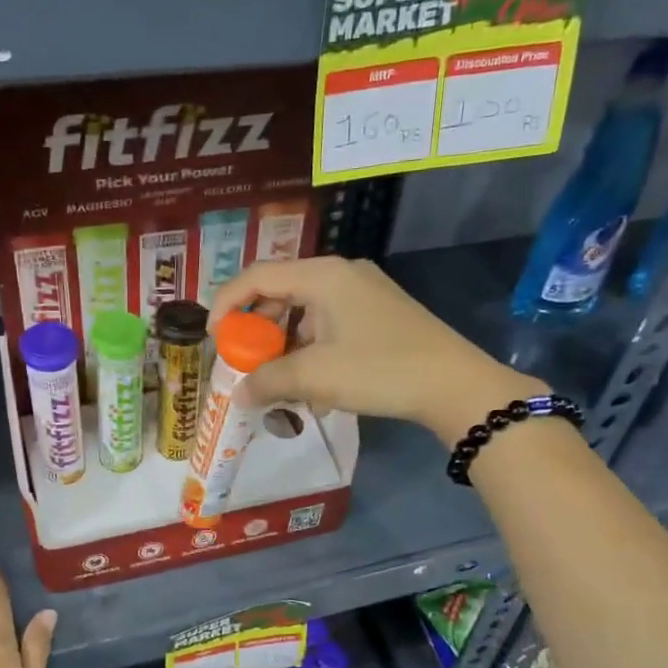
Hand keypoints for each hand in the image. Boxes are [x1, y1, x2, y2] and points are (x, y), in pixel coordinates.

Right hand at [207, 257, 545, 439]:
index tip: (212, 337)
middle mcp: (341, 274)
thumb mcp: (315, 376)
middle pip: (281, 293)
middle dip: (257, 331)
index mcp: (322, 275)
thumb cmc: (379, 369)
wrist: (455, 385)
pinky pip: (330, 326)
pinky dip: (312, 351)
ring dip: (285, 347)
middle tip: (245, 363)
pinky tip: (314, 389)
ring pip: (306, 314)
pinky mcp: (380, 315)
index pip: (257, 276)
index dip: (227, 304)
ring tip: (279, 384)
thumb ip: (268, 380)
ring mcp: (364, 294)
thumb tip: (238, 393)